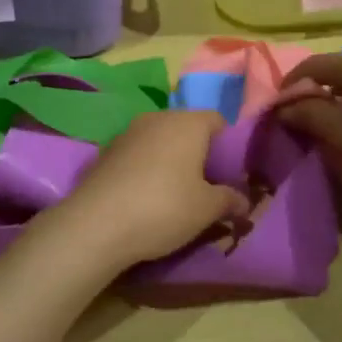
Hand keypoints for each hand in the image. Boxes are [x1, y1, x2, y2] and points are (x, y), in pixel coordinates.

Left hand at [41, 111, 246, 270]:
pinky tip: (144, 196)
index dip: (227, 145)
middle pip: (186, 128)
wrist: (96, 224)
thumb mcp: (206, 209)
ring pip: (159, 139)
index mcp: (188, 123)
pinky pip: (137, 153)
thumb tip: (244, 201)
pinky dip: (145, 168)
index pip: (217, 120)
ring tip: (174, 192)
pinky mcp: (106, 151)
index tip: (228, 173)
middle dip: (197, 152)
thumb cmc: (164, 208)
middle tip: (204, 184)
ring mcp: (128, 132)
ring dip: (169, 159)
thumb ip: (229, 200)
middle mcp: (158, 118)